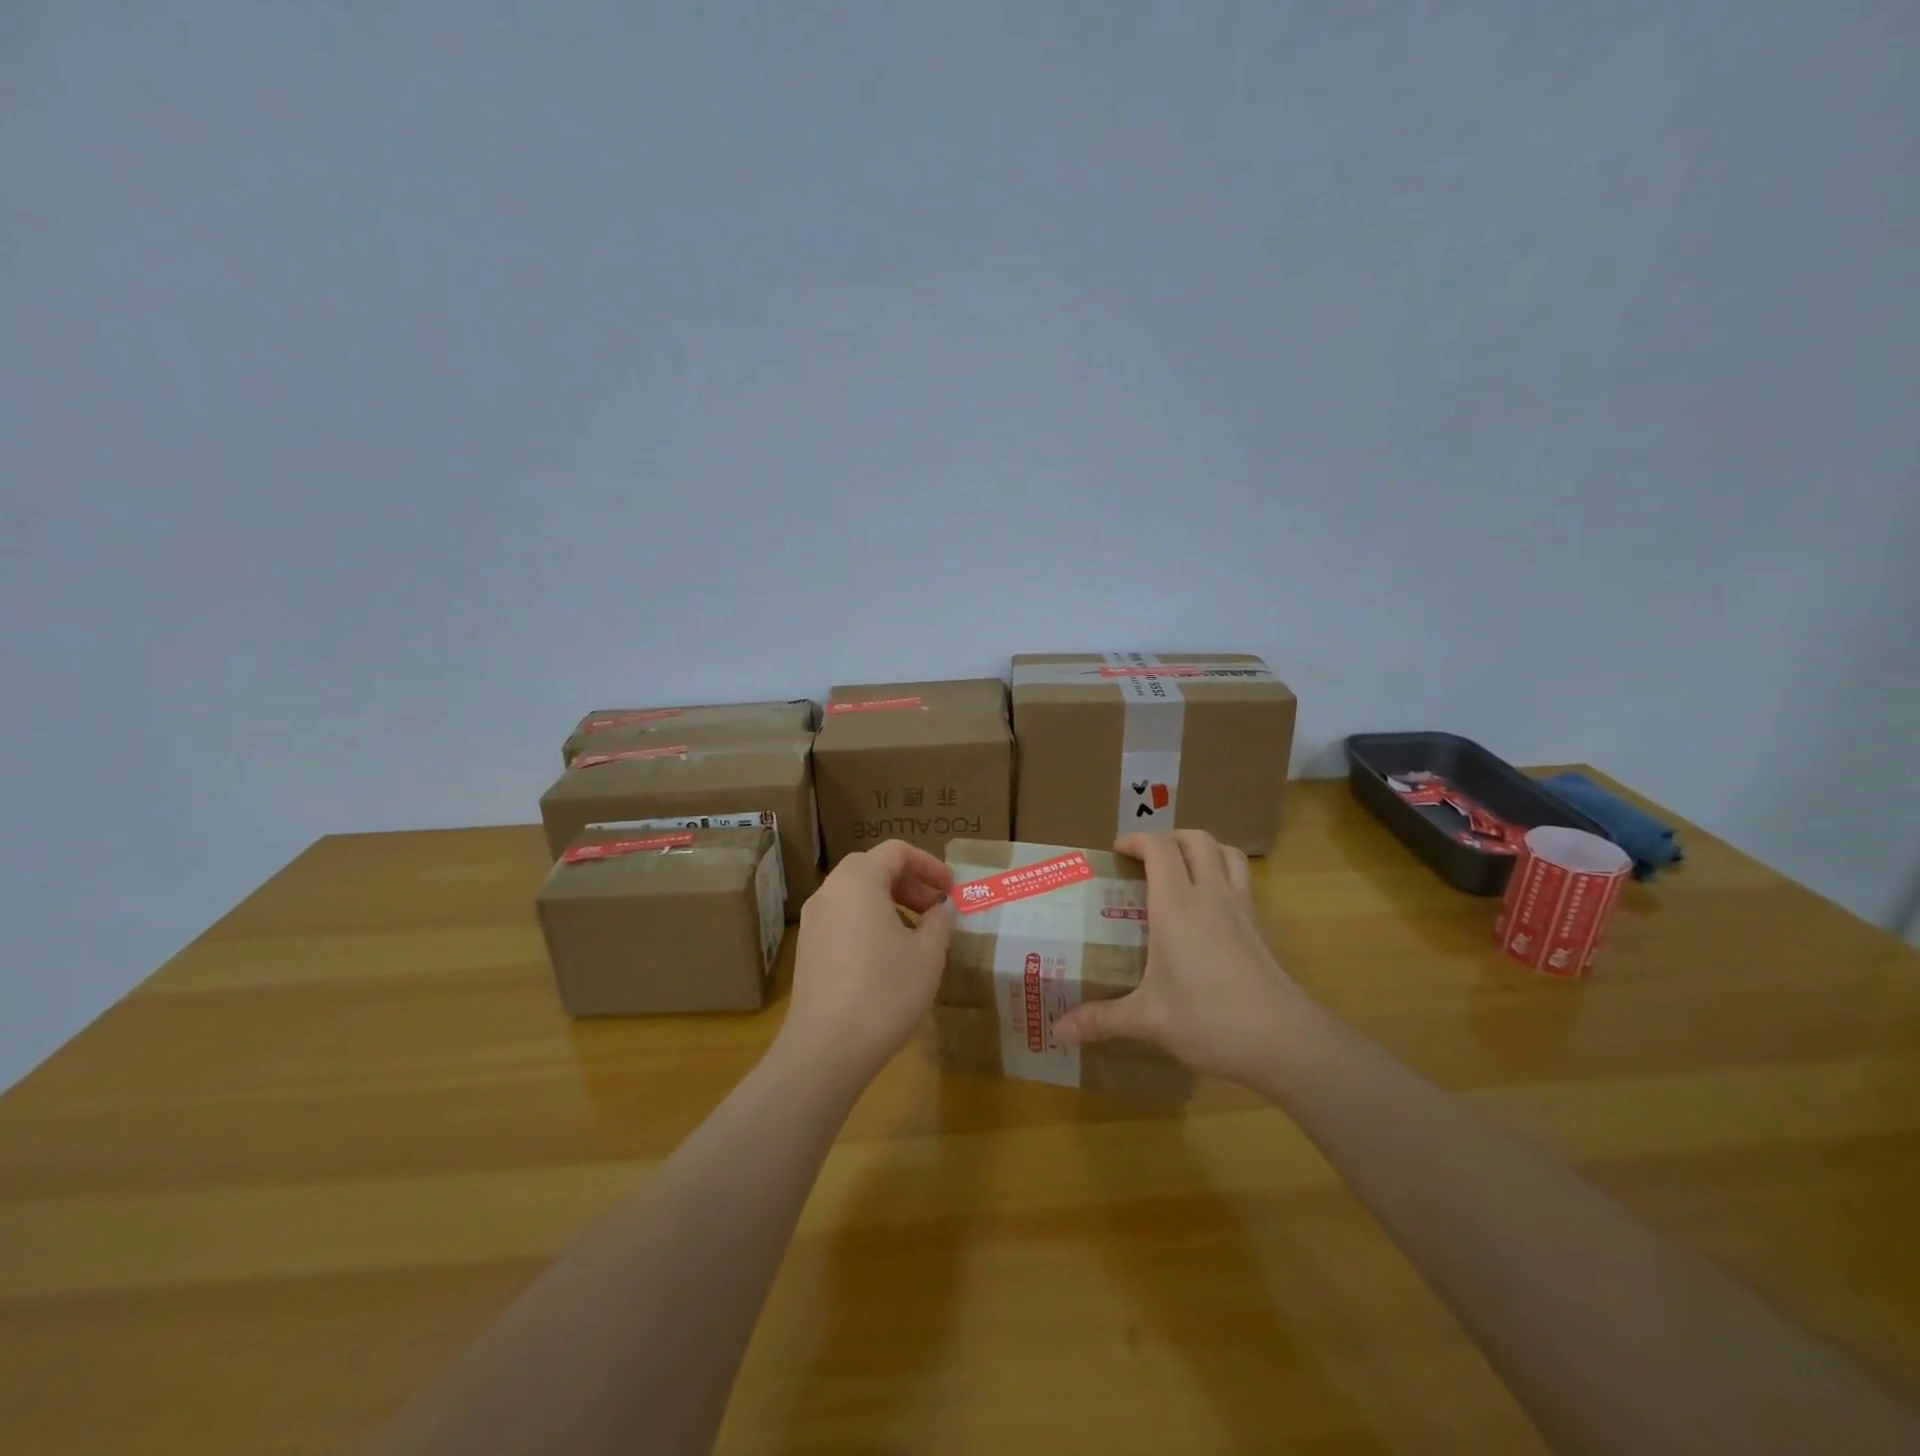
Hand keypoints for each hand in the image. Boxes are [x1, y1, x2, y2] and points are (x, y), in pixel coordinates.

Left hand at [776, 840, 957, 1091]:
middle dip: (910, 884)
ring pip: (856, 894)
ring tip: (917, 936)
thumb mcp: (927, 954)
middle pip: (873, 868)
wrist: (826, 1048)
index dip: (929, 865)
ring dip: (890, 903)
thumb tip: (943, 908)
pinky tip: (888, 957)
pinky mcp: (807, 949)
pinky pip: (843, 918)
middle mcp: (830, 890)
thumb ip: (940, 921)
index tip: (952, 891)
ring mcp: (813, 920)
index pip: (897, 851)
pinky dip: (869, 922)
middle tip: (937, 910)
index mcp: (859, 879)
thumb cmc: (885, 990)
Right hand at [1053, 830, 1307, 1083]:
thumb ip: (1101, 1020)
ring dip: (1202, 849)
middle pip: (1195, 839)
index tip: (1117, 852)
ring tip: (1182, 870)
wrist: (1283, 1040)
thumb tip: (1059, 1031)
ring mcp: (1242, 908)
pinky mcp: (1261, 926)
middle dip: (1169, 838)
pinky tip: (1211, 908)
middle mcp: (1210, 894)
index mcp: (1176, 905)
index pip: (1159, 848)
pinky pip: (1243, 880)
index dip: (1136, 840)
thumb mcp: (1148, 1019)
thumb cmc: (1208, 1019)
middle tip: (1147, 859)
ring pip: (1226, 852)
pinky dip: (1224, 875)